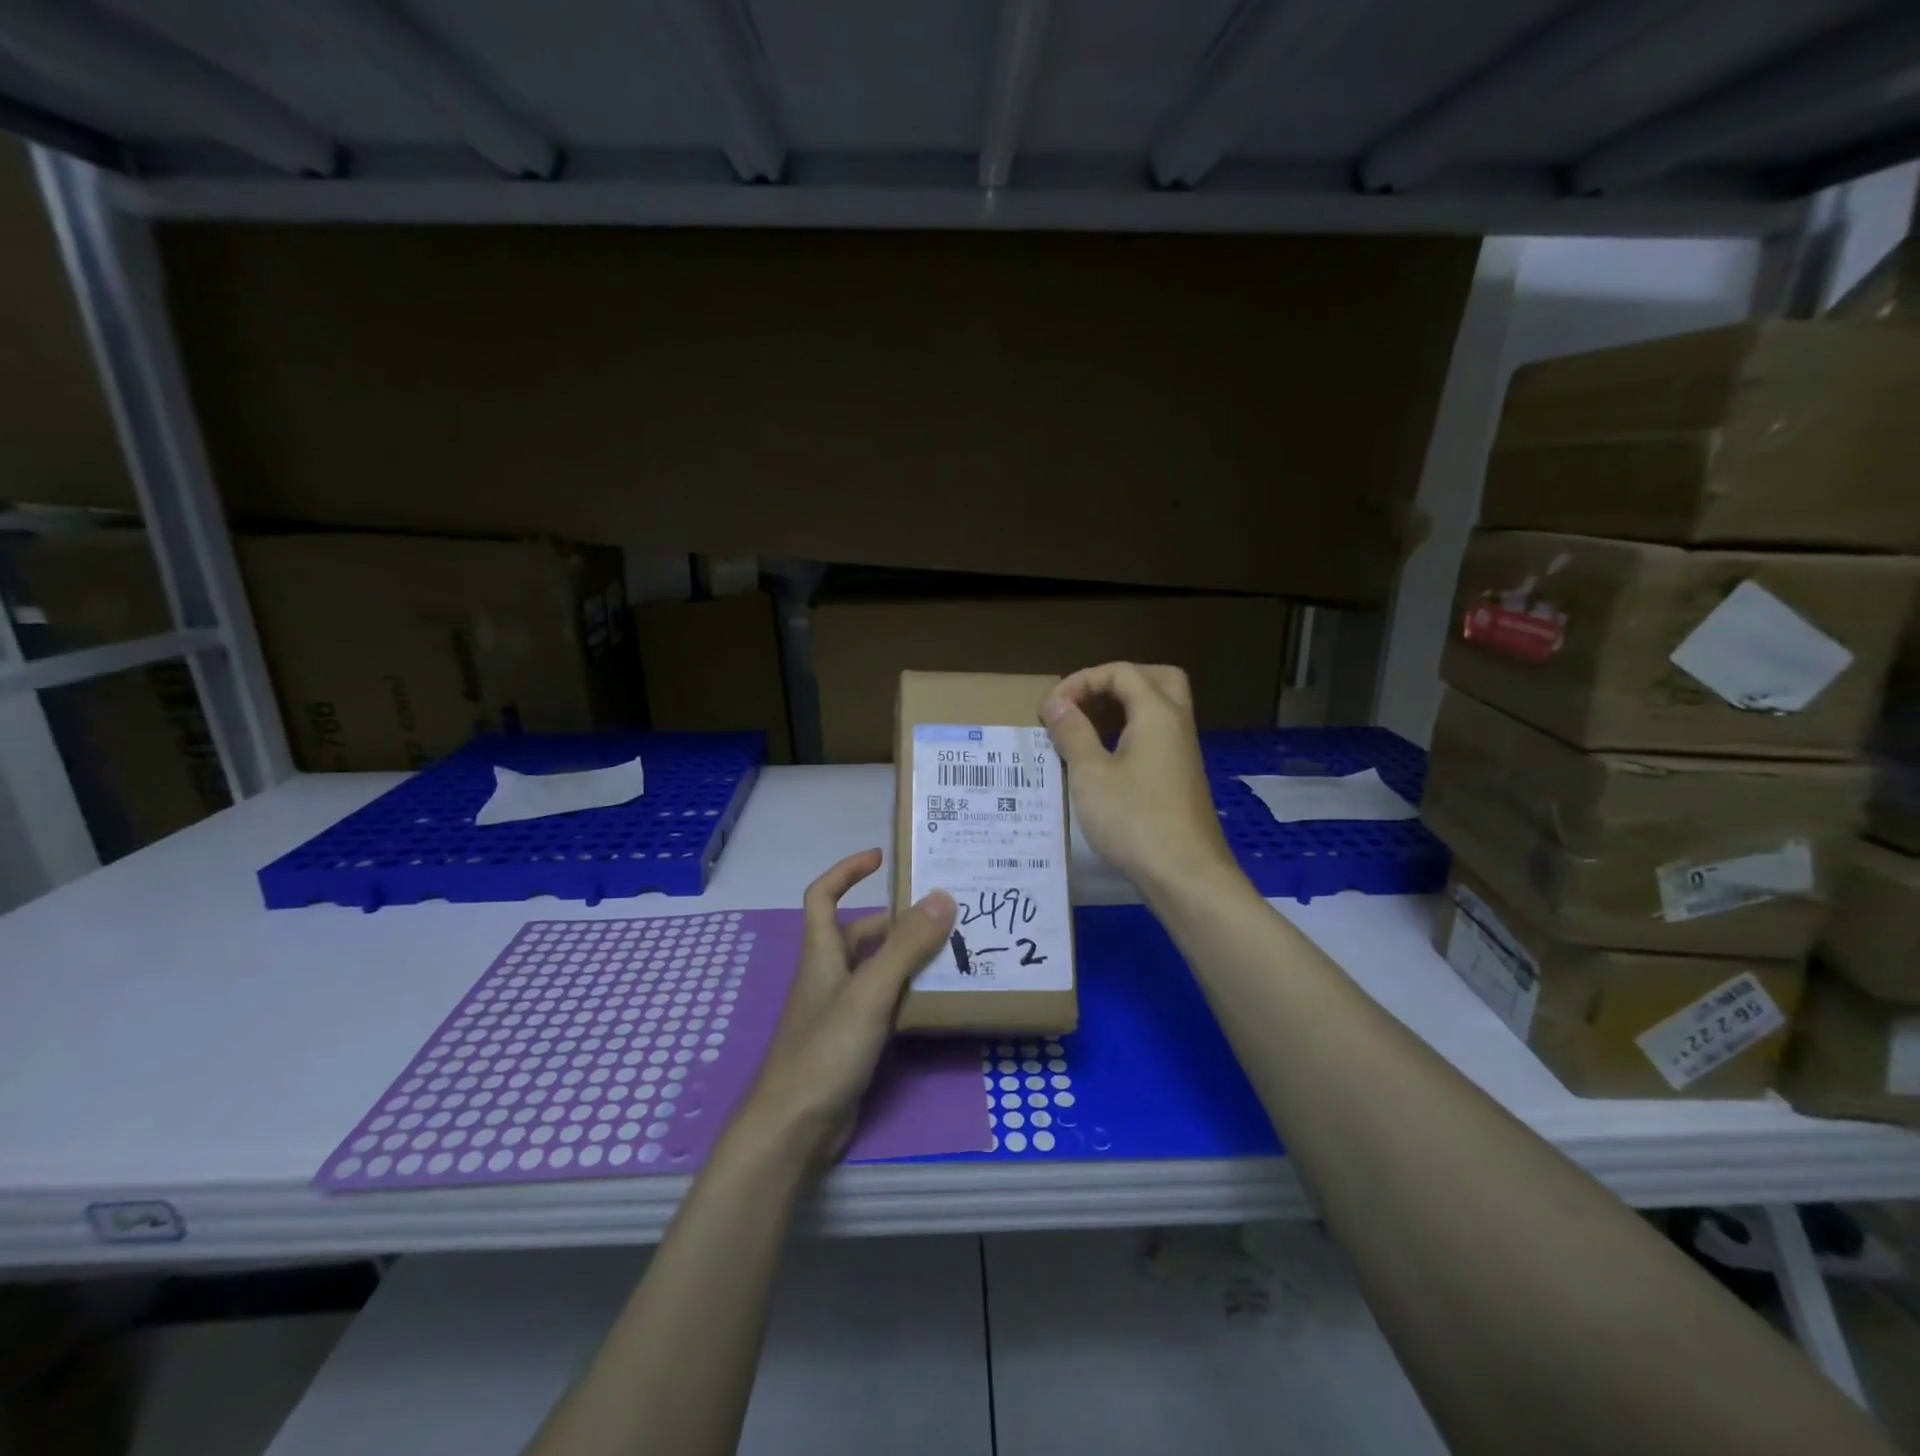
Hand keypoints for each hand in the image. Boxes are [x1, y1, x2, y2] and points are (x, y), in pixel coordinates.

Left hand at [735, 849, 956, 1166]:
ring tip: (957, 949)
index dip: (847, 871)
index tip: (882, 857)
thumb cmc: (824, 1051)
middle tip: (947, 913)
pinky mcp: (855, 1039)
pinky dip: (910, 992)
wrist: (794, 1129)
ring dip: (911, 957)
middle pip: (863, 933)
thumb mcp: (869, 993)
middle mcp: (831, 974)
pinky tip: (941, 996)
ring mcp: (842, 1009)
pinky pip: (886, 1002)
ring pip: (879, 969)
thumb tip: (942, 896)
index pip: (823, 896)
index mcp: (823, 953)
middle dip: (900, 920)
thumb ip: (906, 946)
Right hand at [1042, 662, 1239, 903]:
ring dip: (1122, 708)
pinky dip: (1130, 733)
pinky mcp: (1180, 778)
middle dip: (1114, 683)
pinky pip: (1157, 737)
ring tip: (1085, 728)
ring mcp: (1183, 752)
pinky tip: (1104, 759)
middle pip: (1153, 680)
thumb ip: (1073, 732)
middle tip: (1083, 702)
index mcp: (1158, 713)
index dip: (1081, 681)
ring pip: (1158, 709)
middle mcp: (1176, 724)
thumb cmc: (1134, 820)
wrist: (1185, 875)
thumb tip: (1056, 703)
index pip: (1120, 672)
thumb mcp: (1091, 774)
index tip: (1050, 709)